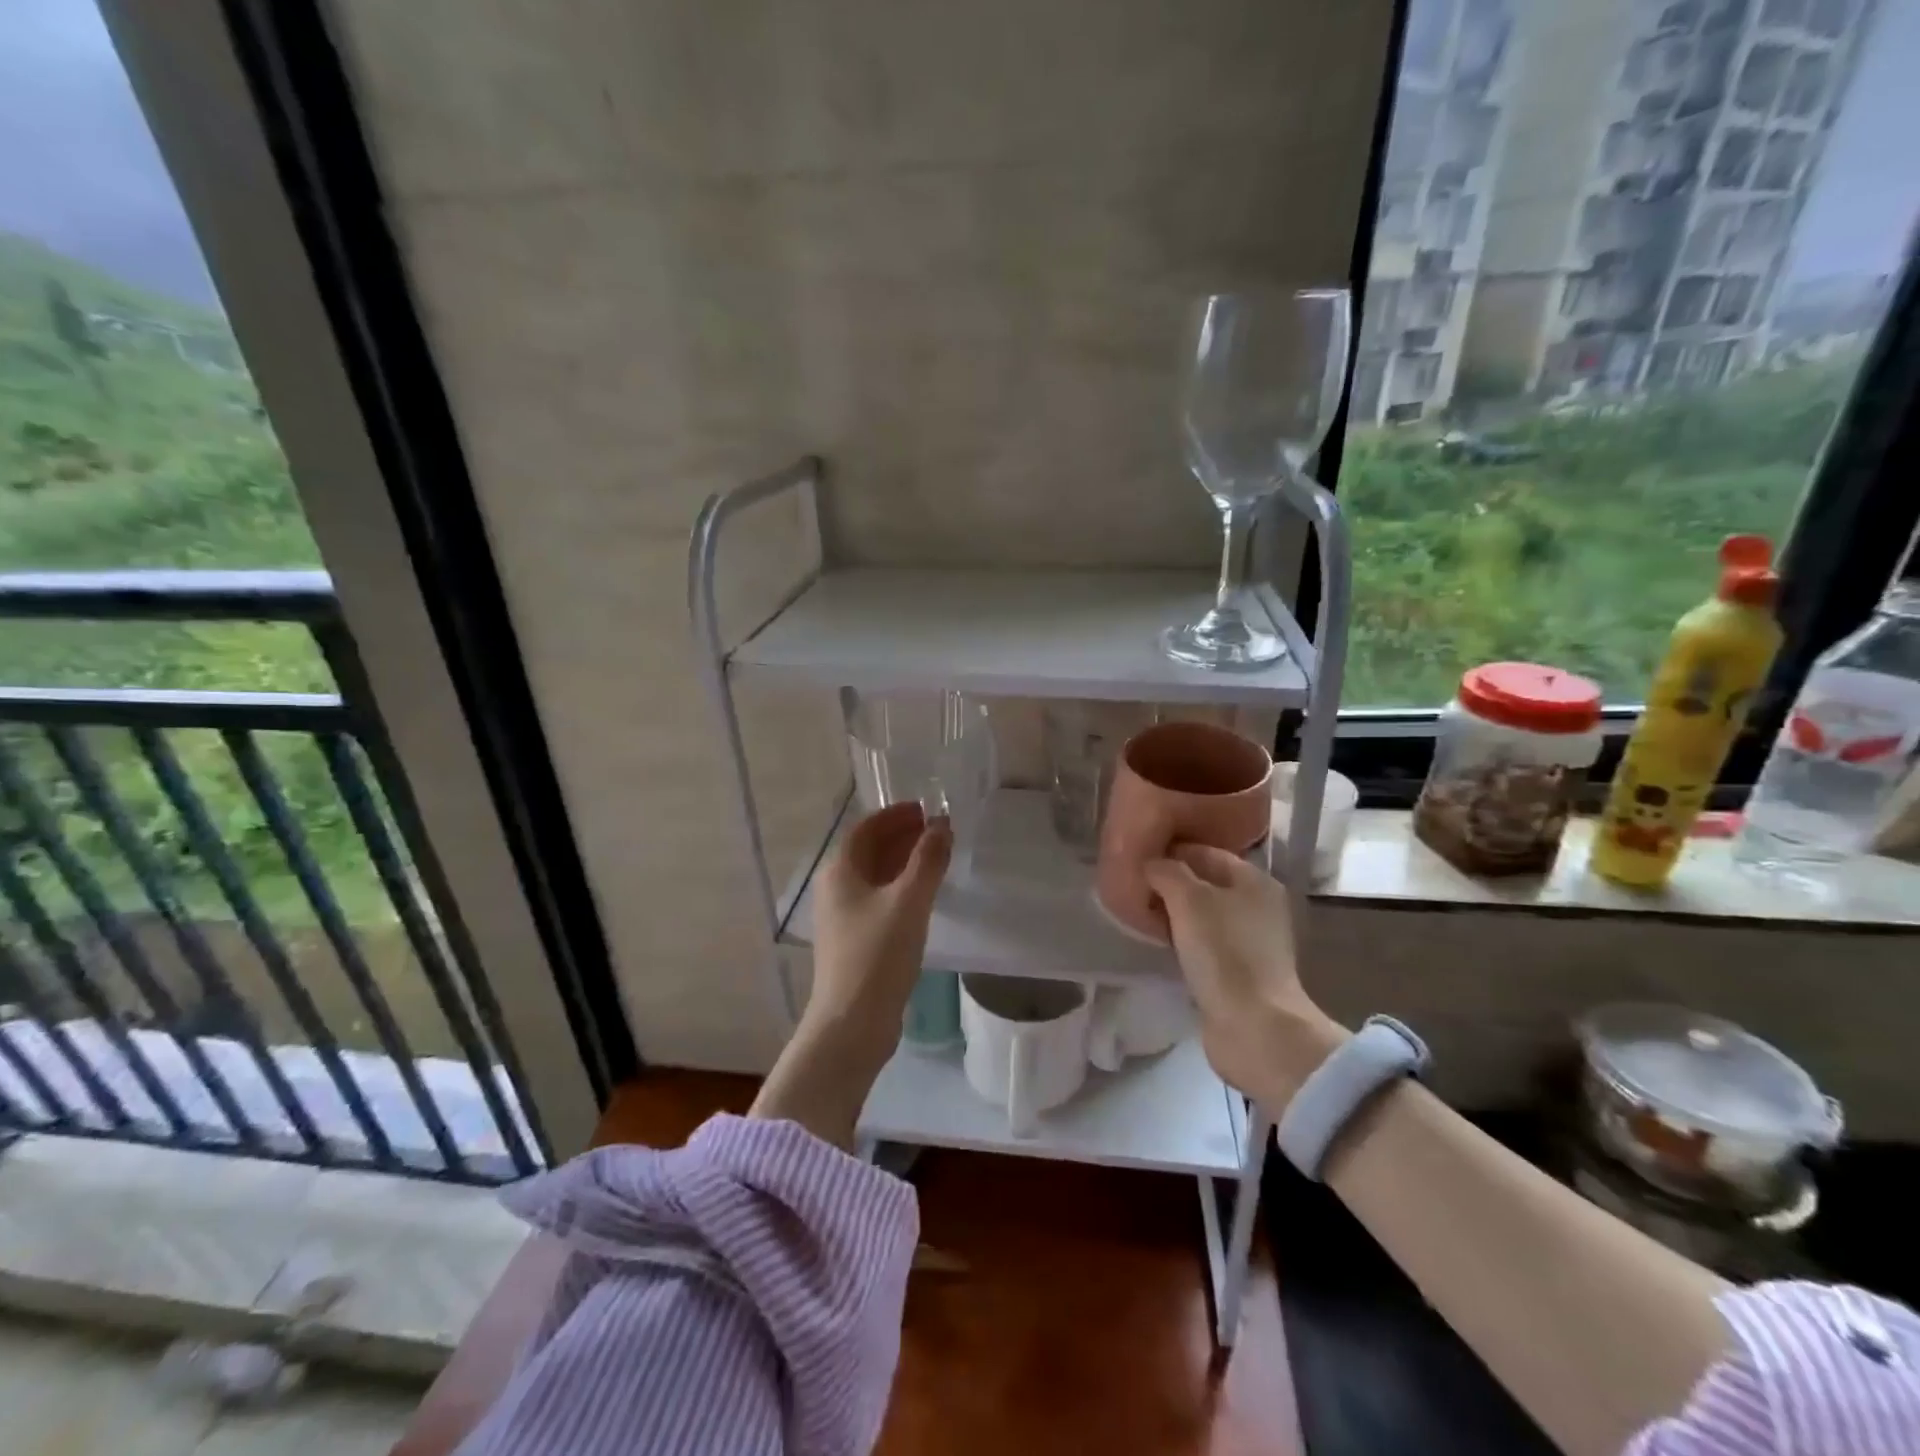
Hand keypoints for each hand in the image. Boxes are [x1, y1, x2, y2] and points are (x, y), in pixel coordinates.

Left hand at [752, 802, 949, 1146]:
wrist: (852, 1024)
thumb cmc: (878, 955)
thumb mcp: (909, 901)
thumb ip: (928, 860)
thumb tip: (942, 825)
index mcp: (840, 872)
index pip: (866, 828)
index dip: (895, 815)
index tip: (925, 809)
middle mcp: (836, 889)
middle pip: (869, 850)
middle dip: (902, 836)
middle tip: (937, 829)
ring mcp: (843, 917)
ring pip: (875, 877)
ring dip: (903, 862)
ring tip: (936, 857)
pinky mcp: (855, 941)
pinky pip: (879, 900)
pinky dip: (901, 887)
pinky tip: (923, 896)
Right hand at [1145, 844, 1345, 1113]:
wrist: (1254, 1028)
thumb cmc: (1224, 954)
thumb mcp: (1188, 899)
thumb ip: (1167, 871)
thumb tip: (1151, 864)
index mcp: (1254, 880)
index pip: (1204, 852)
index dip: (1169, 852)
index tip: (1136, 860)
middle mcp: (1258, 906)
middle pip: (1204, 883)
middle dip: (1169, 884)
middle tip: (1133, 889)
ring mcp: (1251, 941)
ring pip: (1203, 915)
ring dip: (1174, 914)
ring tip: (1141, 915)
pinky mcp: (1240, 971)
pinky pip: (1205, 943)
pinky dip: (1183, 940)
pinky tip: (1161, 943)